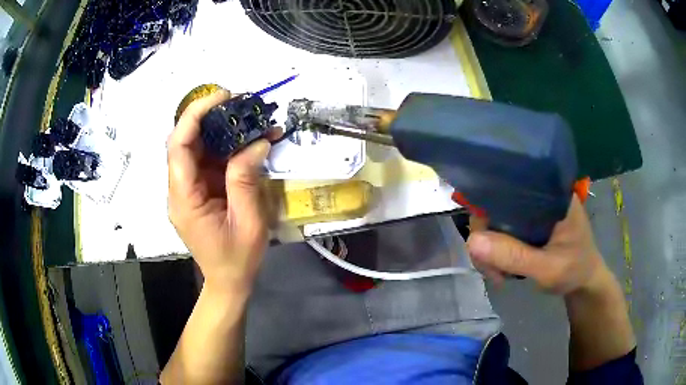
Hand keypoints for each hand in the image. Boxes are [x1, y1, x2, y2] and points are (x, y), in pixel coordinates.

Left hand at [167, 90, 270, 294]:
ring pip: (196, 148)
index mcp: (184, 198)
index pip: (178, 145)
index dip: (195, 115)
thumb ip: (245, 179)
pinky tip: (246, 142)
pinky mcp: (196, 191)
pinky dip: (225, 147)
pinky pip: (206, 161)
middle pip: (184, 141)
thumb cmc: (237, 258)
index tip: (223, 97)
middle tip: (241, 104)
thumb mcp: (248, 221)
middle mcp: (178, 189)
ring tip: (249, 119)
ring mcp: (186, 190)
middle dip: (209, 116)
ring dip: (220, 130)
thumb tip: (256, 142)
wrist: (228, 281)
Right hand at [467, 196, 606, 294]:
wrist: (584, 282)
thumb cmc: (575, 270)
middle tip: (491, 270)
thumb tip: (472, 241)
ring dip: (488, 249)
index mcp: (550, 192)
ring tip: (497, 275)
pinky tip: (500, 269)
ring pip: (495, 220)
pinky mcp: (527, 224)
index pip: (509, 184)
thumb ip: (515, 257)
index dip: (487, 206)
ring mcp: (531, 210)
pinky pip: (501, 232)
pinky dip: (495, 252)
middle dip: (486, 238)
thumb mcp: (549, 269)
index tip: (481, 240)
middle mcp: (538, 194)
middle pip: (497, 204)